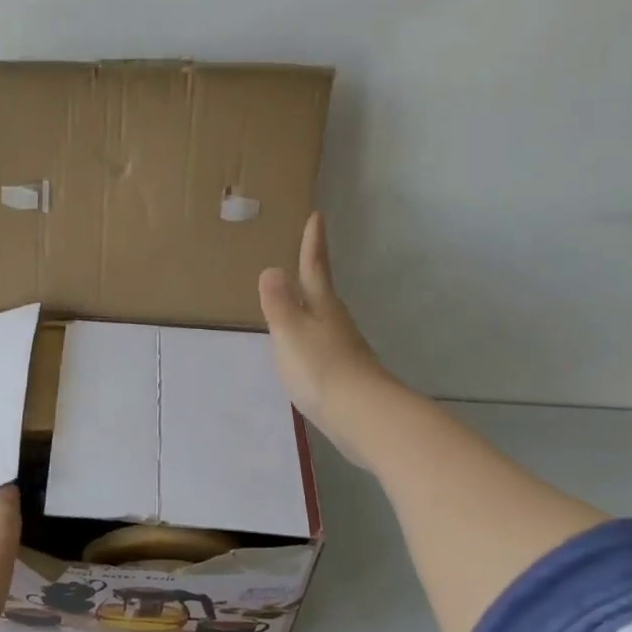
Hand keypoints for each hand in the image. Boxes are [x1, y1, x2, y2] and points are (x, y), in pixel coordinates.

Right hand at [258, 212, 396, 464]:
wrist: (360, 415)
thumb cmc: (320, 368)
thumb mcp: (290, 332)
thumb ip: (279, 304)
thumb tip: (272, 270)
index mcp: (322, 308)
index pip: (314, 269)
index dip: (313, 244)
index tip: (317, 216)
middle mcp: (336, 324)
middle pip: (322, 294)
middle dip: (313, 275)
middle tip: (305, 258)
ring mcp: (343, 350)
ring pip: (323, 321)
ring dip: (311, 310)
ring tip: (296, 305)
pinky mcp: (344, 375)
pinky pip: (322, 348)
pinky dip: (311, 341)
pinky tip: (303, 354)